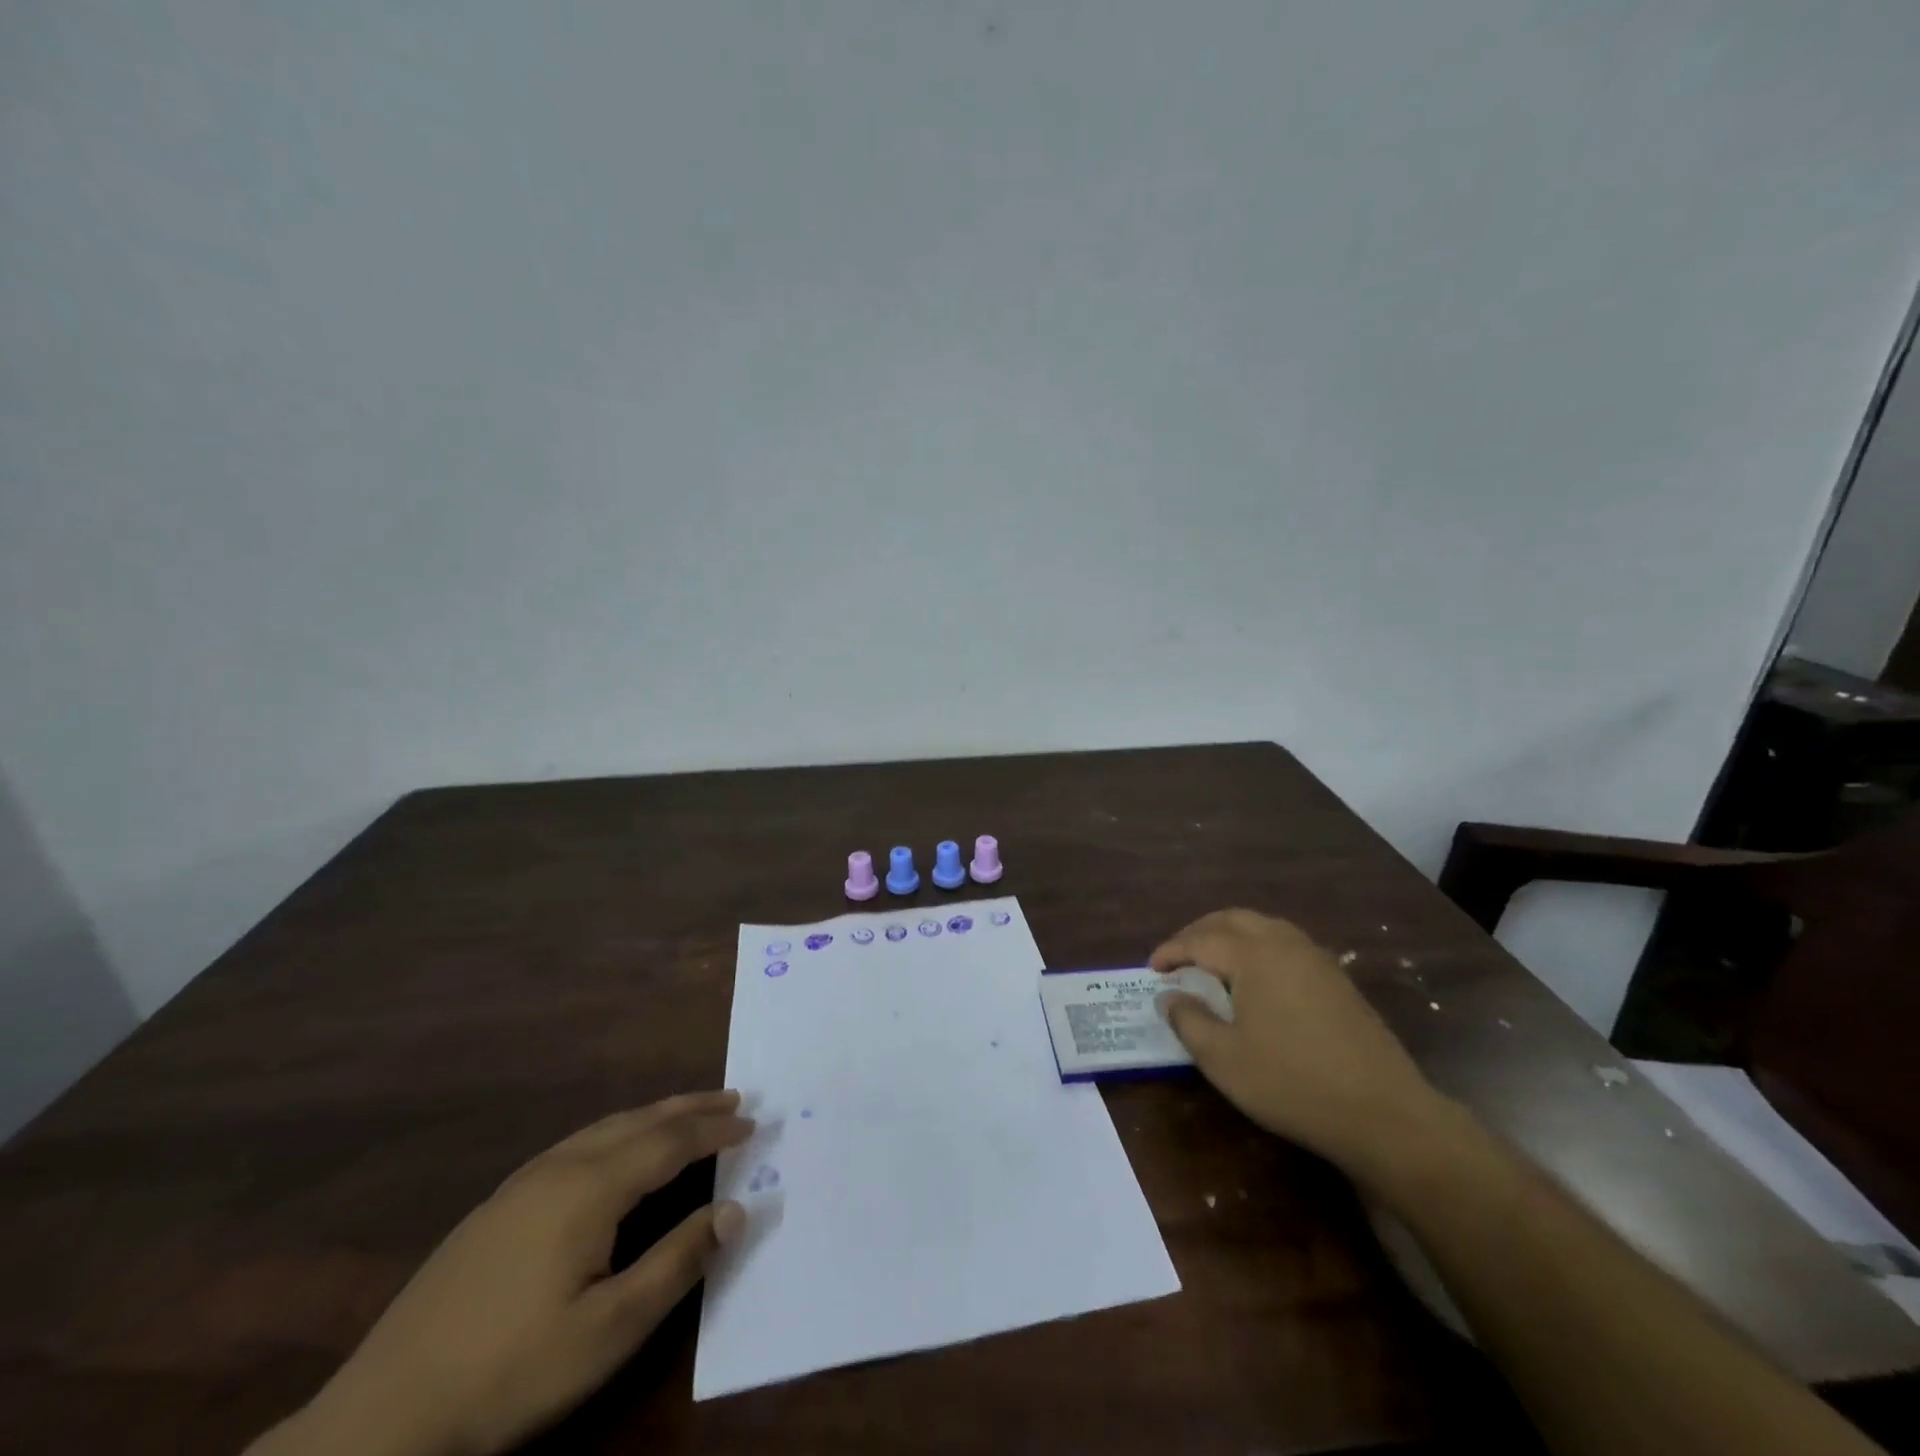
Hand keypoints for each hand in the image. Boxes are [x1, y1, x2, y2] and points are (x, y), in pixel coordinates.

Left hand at [249, 1091, 753, 1455]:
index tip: (754, 1122)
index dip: (714, 1131)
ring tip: (687, 1113)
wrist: (383, 1417)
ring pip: (605, 1127)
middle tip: (733, 1098)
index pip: (669, 1142)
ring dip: (654, 1115)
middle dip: (690, 1108)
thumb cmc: (510, 1372)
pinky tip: (617, 1149)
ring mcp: (523, 1183)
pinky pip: (578, 1143)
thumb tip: (737, 1209)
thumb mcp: (610, 1330)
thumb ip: (678, 1261)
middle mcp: (560, 1167)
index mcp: (590, 1188)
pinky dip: (618, 1131)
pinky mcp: (499, 1204)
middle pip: (639, 1121)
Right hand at [1151, 910, 1446, 1180]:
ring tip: (1212, 962)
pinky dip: (1259, 947)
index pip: (1200, 940)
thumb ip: (1189, 1021)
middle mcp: (1284, 944)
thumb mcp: (1224, 1060)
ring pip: (1263, 926)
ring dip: (1230, 935)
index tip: (1151, 969)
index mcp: (1253, 955)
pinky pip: (1286, 944)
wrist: (1384, 1113)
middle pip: (1232, 919)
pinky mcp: (1337, 979)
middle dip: (1199, 932)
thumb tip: (1168, 997)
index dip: (1171, 951)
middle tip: (1178, 957)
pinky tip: (1256, 979)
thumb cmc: (1292, 1083)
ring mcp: (1316, 959)